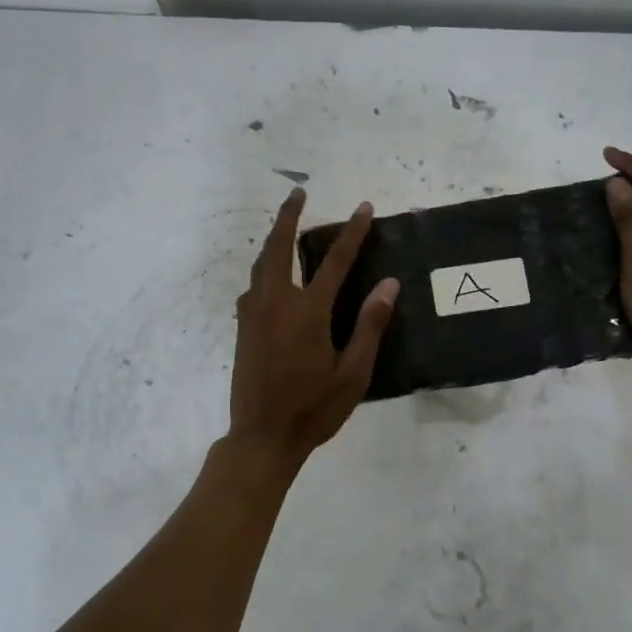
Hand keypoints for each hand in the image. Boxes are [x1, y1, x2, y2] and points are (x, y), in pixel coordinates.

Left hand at [227, 189, 398, 463]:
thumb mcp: (353, 374)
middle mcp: (276, 303)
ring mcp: (254, 314)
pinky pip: (252, 286)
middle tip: (298, 193)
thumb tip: (388, 284)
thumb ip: (369, 325)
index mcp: (307, 312)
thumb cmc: (313, 409)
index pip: (334, 261)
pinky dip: (263, 270)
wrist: (261, 437)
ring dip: (273, 240)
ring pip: (261, 264)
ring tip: (285, 226)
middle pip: (279, 248)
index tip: (364, 208)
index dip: (352, 233)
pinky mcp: (242, 328)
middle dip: (288, 216)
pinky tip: (270, 277)